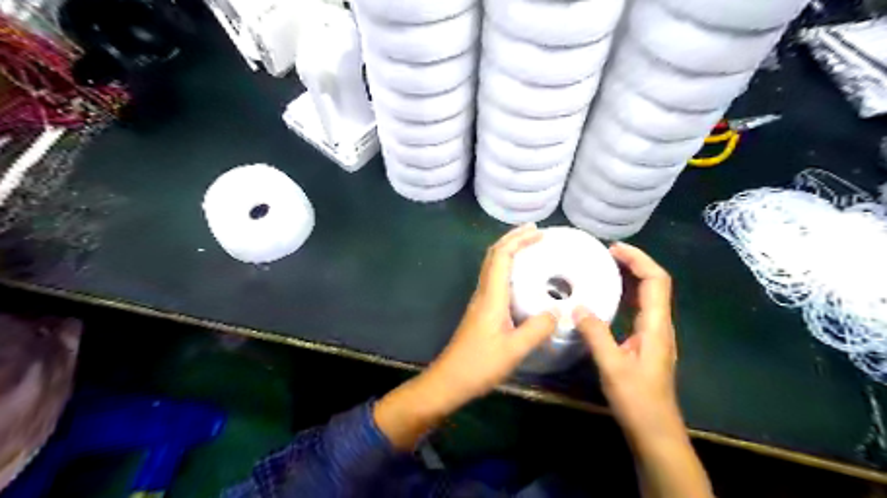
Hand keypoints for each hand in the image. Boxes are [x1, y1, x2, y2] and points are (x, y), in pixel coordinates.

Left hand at [372, 223, 552, 448]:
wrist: (449, 381)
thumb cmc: (479, 365)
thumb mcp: (514, 350)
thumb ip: (537, 329)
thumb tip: (556, 312)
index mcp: (491, 296)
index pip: (502, 257)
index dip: (519, 240)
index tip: (539, 233)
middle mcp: (483, 293)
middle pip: (494, 256)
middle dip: (513, 239)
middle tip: (535, 231)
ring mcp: (480, 302)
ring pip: (492, 266)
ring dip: (509, 251)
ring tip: (530, 247)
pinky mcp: (481, 312)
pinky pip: (494, 280)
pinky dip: (507, 268)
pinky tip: (520, 279)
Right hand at [575, 243, 679, 441]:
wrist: (655, 433)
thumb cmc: (637, 401)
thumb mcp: (612, 367)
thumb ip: (596, 334)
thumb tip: (578, 307)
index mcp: (656, 326)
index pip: (656, 281)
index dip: (639, 259)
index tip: (613, 249)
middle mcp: (659, 325)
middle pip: (654, 284)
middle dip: (634, 263)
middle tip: (606, 253)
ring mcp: (654, 335)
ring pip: (647, 296)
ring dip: (630, 277)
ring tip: (605, 268)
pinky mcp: (646, 343)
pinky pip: (638, 309)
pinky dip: (625, 295)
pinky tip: (607, 298)